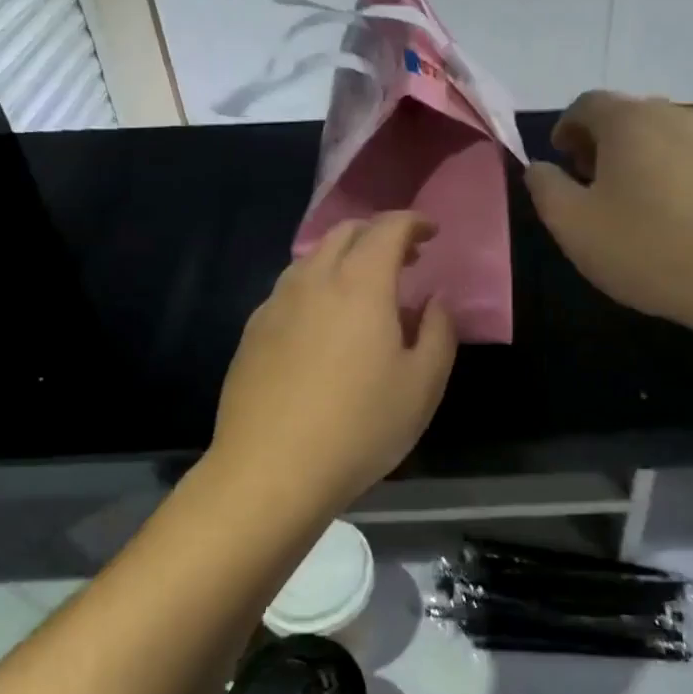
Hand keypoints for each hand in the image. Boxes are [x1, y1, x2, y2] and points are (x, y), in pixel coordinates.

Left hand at [211, 213, 456, 510]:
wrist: (269, 471)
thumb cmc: (359, 427)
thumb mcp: (423, 384)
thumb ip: (439, 330)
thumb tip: (435, 299)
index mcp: (360, 283)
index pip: (387, 228)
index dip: (413, 222)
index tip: (431, 233)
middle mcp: (314, 280)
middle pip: (345, 232)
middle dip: (378, 234)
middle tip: (405, 259)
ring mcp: (276, 304)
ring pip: (313, 258)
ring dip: (344, 258)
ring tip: (365, 289)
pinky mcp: (253, 331)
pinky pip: (291, 289)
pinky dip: (317, 285)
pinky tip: (324, 323)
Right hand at [524, 92, 692, 337]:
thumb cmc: (651, 249)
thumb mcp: (575, 227)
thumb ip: (546, 189)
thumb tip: (540, 167)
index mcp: (630, 121)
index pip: (586, 104)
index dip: (566, 128)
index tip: (561, 159)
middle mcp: (676, 115)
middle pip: (628, 116)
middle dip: (602, 143)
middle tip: (592, 183)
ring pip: (665, 137)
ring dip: (641, 159)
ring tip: (636, 204)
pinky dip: (676, 175)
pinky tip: (680, 218)